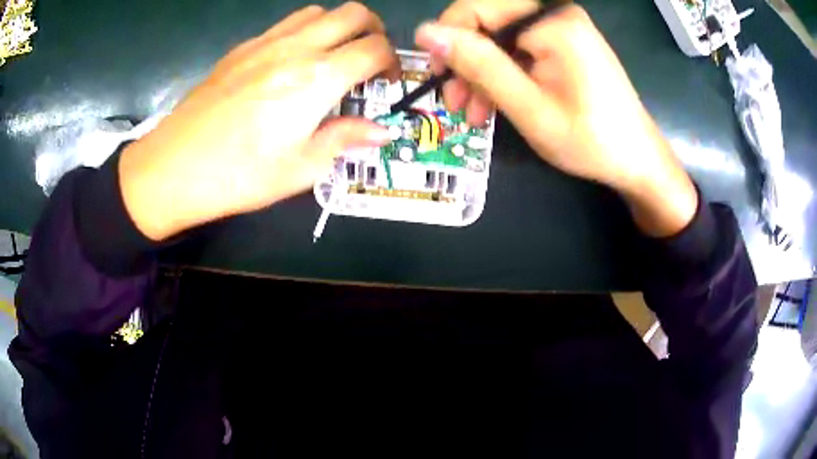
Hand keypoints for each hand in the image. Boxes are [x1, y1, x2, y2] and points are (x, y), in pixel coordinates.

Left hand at [119, 3, 399, 240]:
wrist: (173, 168)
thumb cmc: (238, 176)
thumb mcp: (300, 169)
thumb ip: (344, 139)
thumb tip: (381, 130)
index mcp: (317, 79)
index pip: (375, 48)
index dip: (390, 62)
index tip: (384, 83)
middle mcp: (296, 48)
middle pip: (354, 13)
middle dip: (373, 31)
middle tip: (368, 60)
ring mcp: (265, 43)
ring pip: (319, 11)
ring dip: (337, 27)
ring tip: (332, 58)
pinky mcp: (242, 48)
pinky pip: (285, 24)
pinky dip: (304, 32)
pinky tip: (291, 63)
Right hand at [415, 0, 697, 236]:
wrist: (637, 160)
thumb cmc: (590, 141)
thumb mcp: (528, 106)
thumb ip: (478, 65)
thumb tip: (425, 32)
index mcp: (551, 21)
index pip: (476, 9)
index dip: (449, 39)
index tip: (438, 77)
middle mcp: (555, 13)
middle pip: (488, 23)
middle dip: (466, 62)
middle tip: (454, 103)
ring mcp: (562, 27)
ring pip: (501, 39)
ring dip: (482, 73)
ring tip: (472, 113)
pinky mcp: (565, 43)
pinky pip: (520, 50)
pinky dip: (504, 75)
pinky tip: (495, 103)